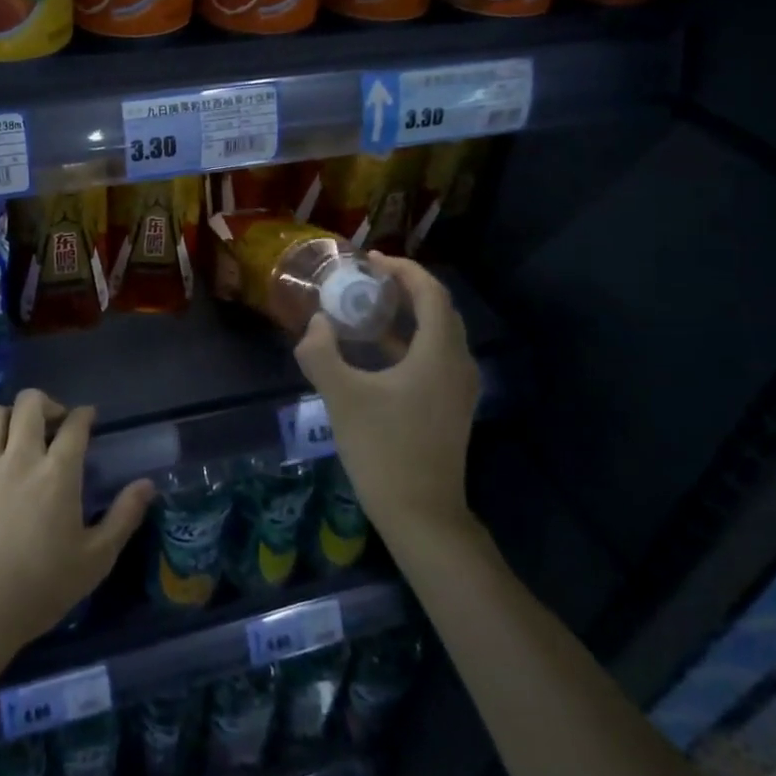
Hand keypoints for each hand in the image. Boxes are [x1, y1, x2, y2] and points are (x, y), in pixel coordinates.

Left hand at [0, 389, 153, 679]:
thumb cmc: (40, 588)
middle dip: (47, 403)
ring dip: (10, 414)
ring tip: (18, 432)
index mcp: (59, 473)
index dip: (84, 415)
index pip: (75, 425)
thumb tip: (147, 484)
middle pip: (30, 403)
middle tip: (54, 423)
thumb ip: (124, 517)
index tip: (89, 418)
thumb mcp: (95, 560)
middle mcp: (21, 458)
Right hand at [293, 255, 480, 546]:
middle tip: (368, 279)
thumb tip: (316, 323)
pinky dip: (409, 342)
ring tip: (369, 308)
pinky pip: (434, 358)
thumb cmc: (383, 450)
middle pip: (439, 310)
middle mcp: (458, 364)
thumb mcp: (341, 397)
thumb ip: (321, 353)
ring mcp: (458, 389)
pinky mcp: (450, 408)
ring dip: (407, 315)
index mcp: (439, 353)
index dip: (403, 270)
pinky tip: (377, 353)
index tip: (371, 261)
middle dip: (406, 288)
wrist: (421, 515)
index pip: (430, 293)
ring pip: (438, 335)